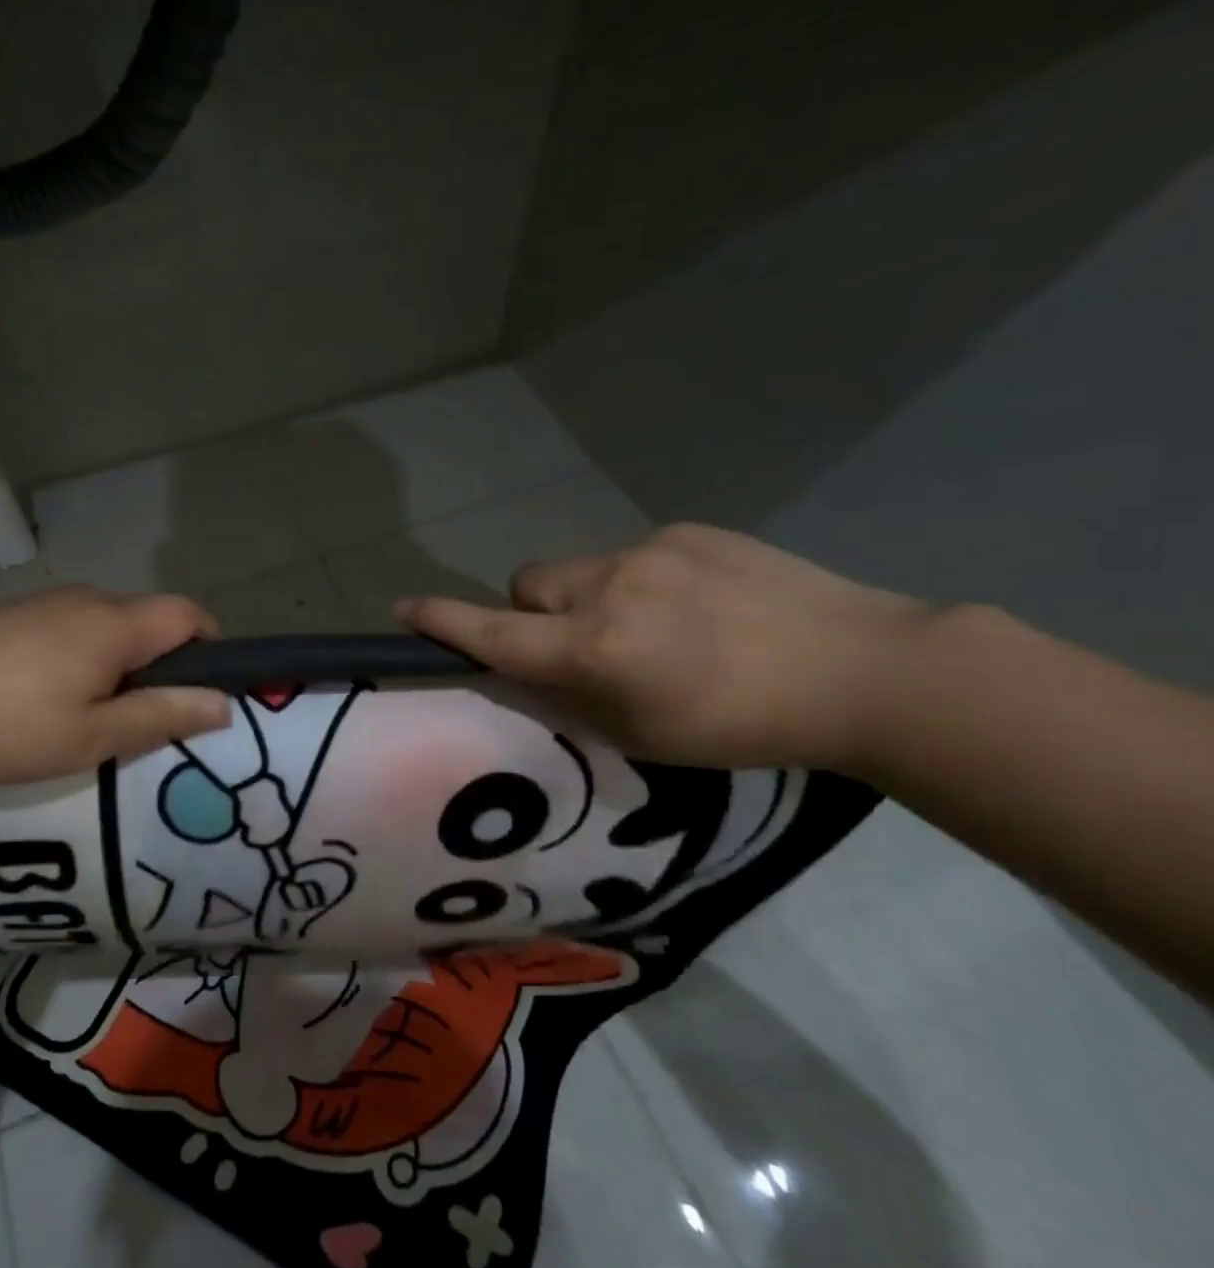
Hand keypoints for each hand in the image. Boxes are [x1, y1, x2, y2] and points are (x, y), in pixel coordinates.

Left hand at [0, 586, 231, 789]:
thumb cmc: (9, 727)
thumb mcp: (94, 736)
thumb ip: (163, 715)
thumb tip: (223, 704)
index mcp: (114, 623)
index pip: (188, 613)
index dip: (212, 645)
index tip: (206, 690)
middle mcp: (84, 600)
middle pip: (147, 619)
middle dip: (162, 662)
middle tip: (148, 717)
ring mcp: (41, 604)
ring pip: (106, 625)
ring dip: (119, 661)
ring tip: (95, 714)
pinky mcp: (8, 617)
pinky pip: (69, 629)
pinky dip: (82, 657)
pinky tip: (48, 698)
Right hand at [396, 524, 932, 769]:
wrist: (865, 670)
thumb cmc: (743, 727)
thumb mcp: (641, 735)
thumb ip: (573, 698)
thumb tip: (536, 669)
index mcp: (596, 649)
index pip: (496, 633)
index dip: (443, 622)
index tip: (402, 608)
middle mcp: (610, 589)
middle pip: (527, 583)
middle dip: (532, 611)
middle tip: (581, 643)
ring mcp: (651, 551)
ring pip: (577, 569)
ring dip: (588, 597)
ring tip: (656, 627)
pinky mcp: (689, 531)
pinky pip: (633, 554)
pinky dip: (640, 581)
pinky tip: (698, 606)